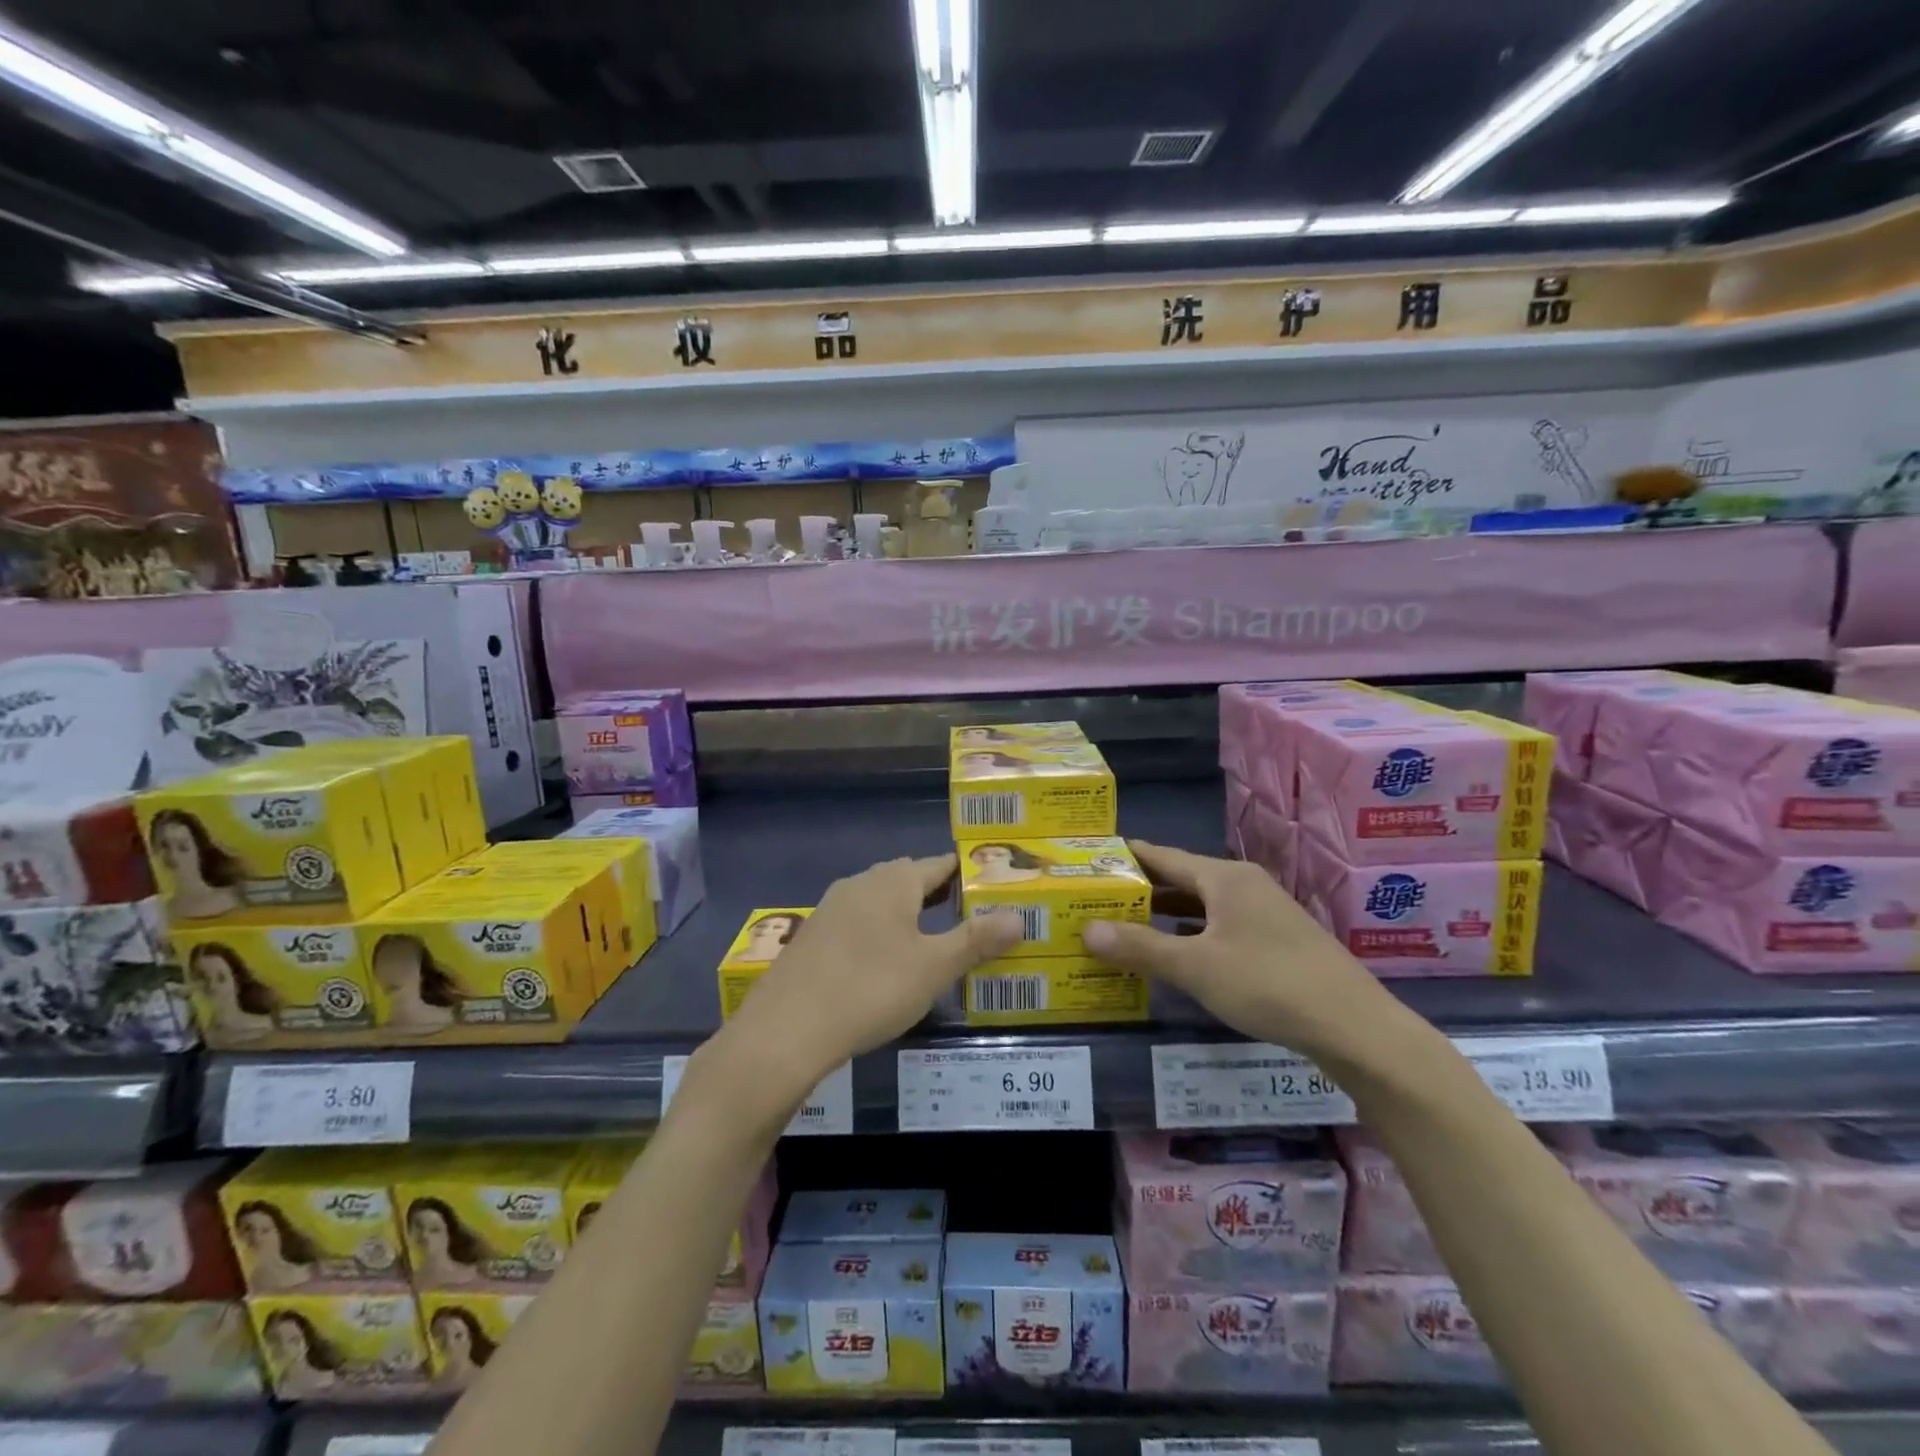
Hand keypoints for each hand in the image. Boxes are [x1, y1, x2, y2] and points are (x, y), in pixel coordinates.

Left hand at [725, 854, 1022, 1093]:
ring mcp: (831, 908)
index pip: (938, 865)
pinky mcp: (812, 936)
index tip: (986, 884)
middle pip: (906, 878)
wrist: (787, 1027)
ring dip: (904, 912)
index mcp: (894, 882)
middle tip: (964, 912)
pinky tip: (881, 961)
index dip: (963, 873)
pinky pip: (856, 921)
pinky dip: (877, 931)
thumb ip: (976, 940)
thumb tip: (1018, 917)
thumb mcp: (934, 968)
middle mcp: (861, 884)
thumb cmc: (871, 988)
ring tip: (928, 936)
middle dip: (935, 891)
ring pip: (878, 899)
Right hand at [1082, 840, 1405, 1067]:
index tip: (1091, 858)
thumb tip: (1086, 929)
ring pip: (1203, 904)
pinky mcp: (1277, 940)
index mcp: (1223, 877)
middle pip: (1182, 878)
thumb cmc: (1268, 984)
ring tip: (1125, 924)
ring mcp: (1264, 912)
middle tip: (1096, 898)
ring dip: (1166, 913)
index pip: (1162, 856)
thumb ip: (1140, 947)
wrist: (1354, 1026)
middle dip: (1141, 889)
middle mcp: (1244, 885)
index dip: (1127, 856)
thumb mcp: (1195, 967)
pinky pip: (1220, 925)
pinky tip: (1176, 952)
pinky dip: (1192, 932)